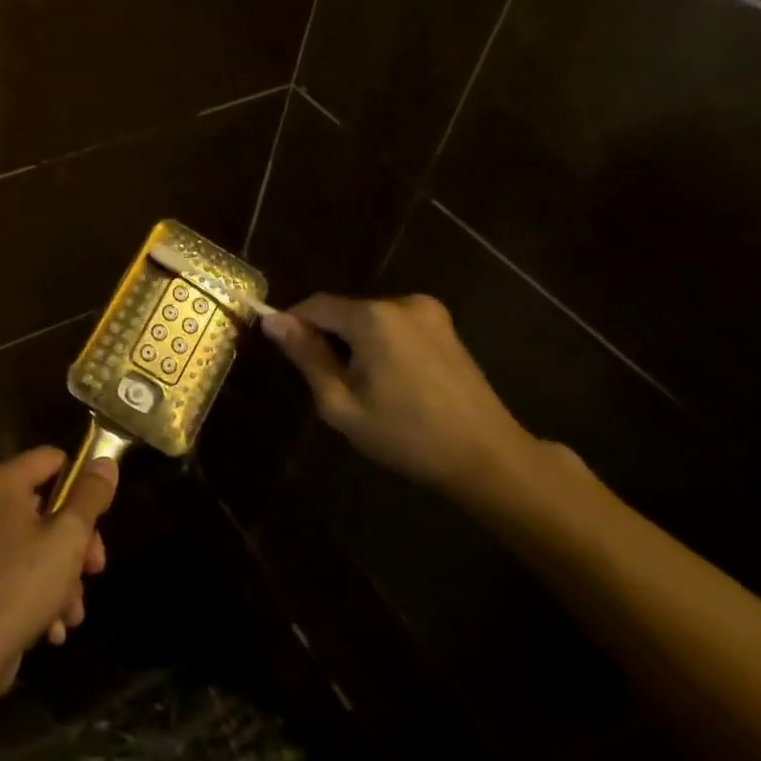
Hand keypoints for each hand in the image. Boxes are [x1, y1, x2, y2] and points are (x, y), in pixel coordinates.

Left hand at [0, 447, 117, 700]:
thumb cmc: (21, 585)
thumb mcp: (68, 538)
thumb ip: (90, 497)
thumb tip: (106, 462)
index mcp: (0, 483)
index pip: (51, 459)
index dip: (81, 482)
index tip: (101, 516)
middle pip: (45, 507)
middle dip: (76, 542)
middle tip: (95, 569)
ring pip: (34, 546)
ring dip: (62, 577)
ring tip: (73, 611)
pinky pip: (14, 573)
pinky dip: (37, 594)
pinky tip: (53, 628)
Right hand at [262, 293, 538, 500]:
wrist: (488, 457)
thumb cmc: (406, 434)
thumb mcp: (340, 402)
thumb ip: (305, 356)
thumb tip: (272, 320)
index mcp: (372, 317)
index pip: (314, 306)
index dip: (293, 325)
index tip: (286, 356)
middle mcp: (400, 302)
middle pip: (343, 312)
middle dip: (328, 339)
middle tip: (328, 385)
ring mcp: (428, 312)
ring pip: (369, 320)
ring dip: (355, 344)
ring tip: (363, 389)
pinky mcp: (445, 328)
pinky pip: (394, 327)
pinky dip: (381, 346)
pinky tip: (392, 383)